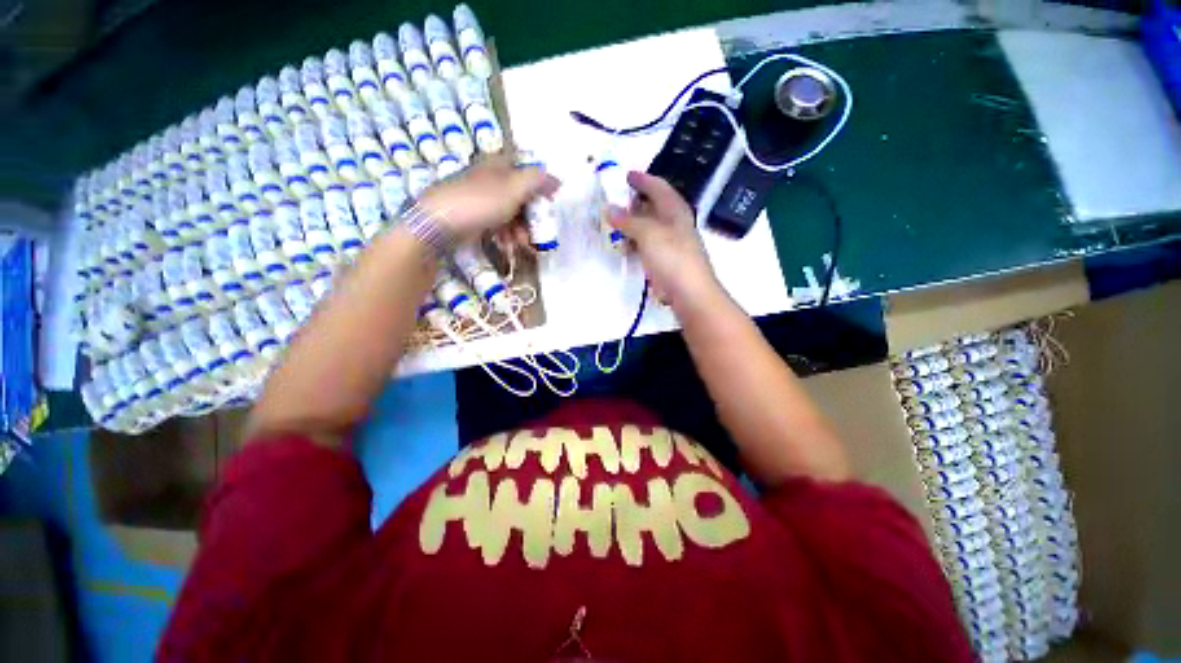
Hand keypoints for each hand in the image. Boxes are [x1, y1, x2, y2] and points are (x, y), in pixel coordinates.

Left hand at [418, 155, 558, 241]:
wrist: (438, 222)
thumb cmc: (480, 202)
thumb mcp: (514, 188)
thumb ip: (537, 180)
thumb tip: (556, 178)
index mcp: (499, 165)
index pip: (528, 171)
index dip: (541, 185)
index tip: (551, 202)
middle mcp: (490, 178)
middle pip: (519, 194)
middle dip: (531, 214)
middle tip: (537, 231)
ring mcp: (479, 197)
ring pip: (509, 211)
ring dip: (520, 228)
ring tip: (522, 244)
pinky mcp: (472, 215)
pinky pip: (496, 222)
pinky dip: (505, 233)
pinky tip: (507, 244)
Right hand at [609, 171, 721, 309]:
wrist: (689, 293)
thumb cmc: (672, 258)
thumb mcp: (648, 234)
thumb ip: (628, 220)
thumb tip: (609, 208)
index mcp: (675, 210)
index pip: (658, 187)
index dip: (642, 179)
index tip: (625, 175)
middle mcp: (674, 224)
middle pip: (653, 206)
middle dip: (635, 201)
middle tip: (614, 199)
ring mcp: (670, 243)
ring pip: (648, 227)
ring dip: (632, 223)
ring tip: (613, 221)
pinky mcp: (665, 261)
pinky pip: (646, 245)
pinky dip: (634, 241)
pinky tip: (624, 245)